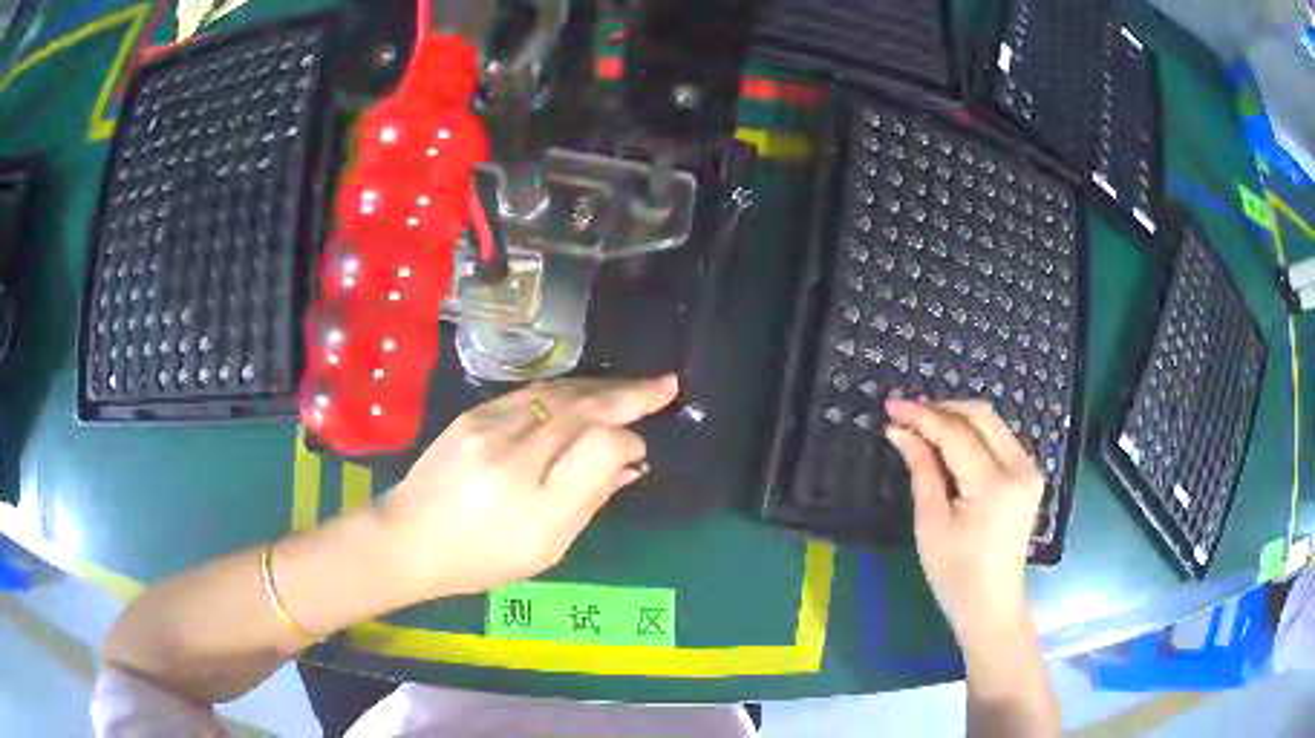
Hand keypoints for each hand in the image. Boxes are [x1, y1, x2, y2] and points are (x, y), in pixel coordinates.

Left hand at [378, 375, 678, 598]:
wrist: (409, 538)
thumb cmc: (482, 559)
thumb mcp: (547, 549)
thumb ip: (590, 501)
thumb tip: (629, 464)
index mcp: (538, 504)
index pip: (602, 447)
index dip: (629, 442)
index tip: (638, 451)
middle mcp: (515, 456)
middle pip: (584, 409)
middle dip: (631, 394)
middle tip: (666, 383)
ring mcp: (489, 428)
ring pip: (559, 393)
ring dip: (601, 386)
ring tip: (633, 386)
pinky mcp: (473, 414)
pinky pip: (531, 393)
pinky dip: (566, 390)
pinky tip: (584, 393)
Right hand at [883, 398, 1043, 640]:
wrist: (991, 605)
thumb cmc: (955, 574)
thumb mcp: (931, 524)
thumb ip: (921, 470)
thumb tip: (899, 431)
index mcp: (995, 485)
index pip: (956, 434)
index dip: (922, 416)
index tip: (890, 405)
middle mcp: (1020, 468)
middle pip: (981, 416)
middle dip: (942, 408)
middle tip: (906, 412)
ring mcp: (1029, 470)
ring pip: (992, 423)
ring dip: (957, 418)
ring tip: (922, 424)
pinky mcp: (1028, 477)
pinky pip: (999, 439)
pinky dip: (972, 433)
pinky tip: (949, 441)